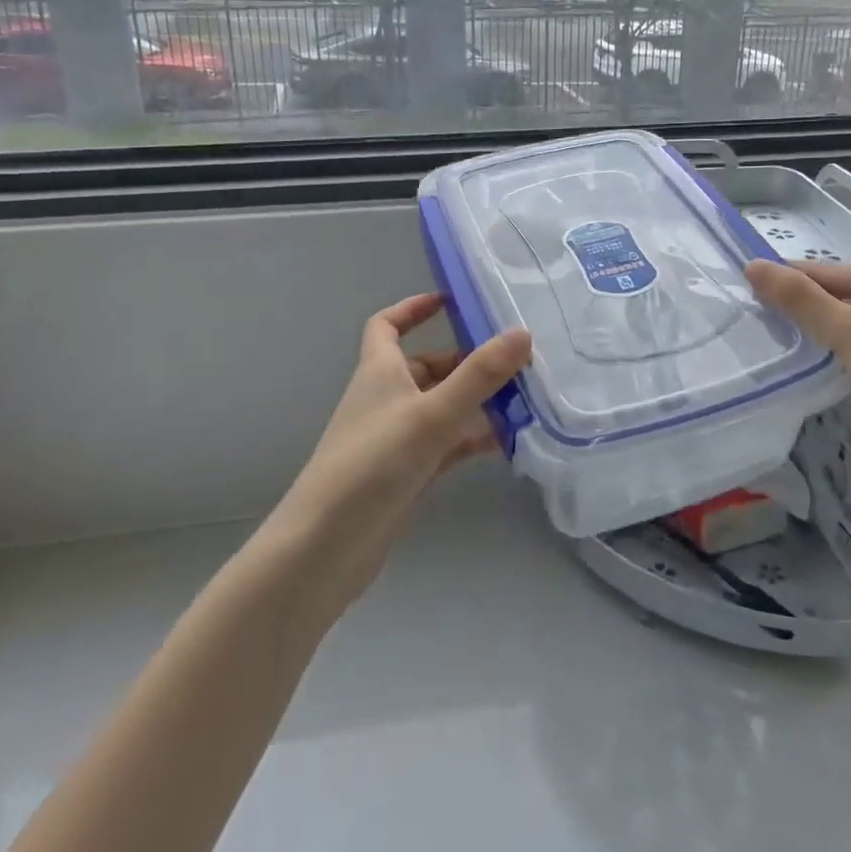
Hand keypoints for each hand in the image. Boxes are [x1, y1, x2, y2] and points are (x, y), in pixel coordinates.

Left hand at [272, 293, 530, 616]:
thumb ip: (479, 375)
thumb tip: (522, 333)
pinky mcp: (407, 474)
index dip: (413, 308)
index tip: (451, 301)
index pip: (387, 325)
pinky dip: (473, 439)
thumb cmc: (372, 465)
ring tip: (526, 399)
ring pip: (443, 407)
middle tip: (516, 360)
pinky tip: (508, 442)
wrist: (324, 549)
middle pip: (429, 367)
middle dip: (469, 361)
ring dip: (477, 401)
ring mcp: (397, 439)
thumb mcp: (431, 414)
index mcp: (379, 372)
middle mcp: (386, 399)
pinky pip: (447, 444)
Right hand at [745, 260, 850, 469]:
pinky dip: (845, 363)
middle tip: (757, 325)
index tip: (746, 292)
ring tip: (782, 351)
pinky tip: (825, 379)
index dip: (787, 280)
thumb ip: (800, 300)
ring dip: (823, 340)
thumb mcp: (850, 330)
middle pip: (841, 299)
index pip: (826, 272)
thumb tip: (752, 266)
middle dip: (804, 312)